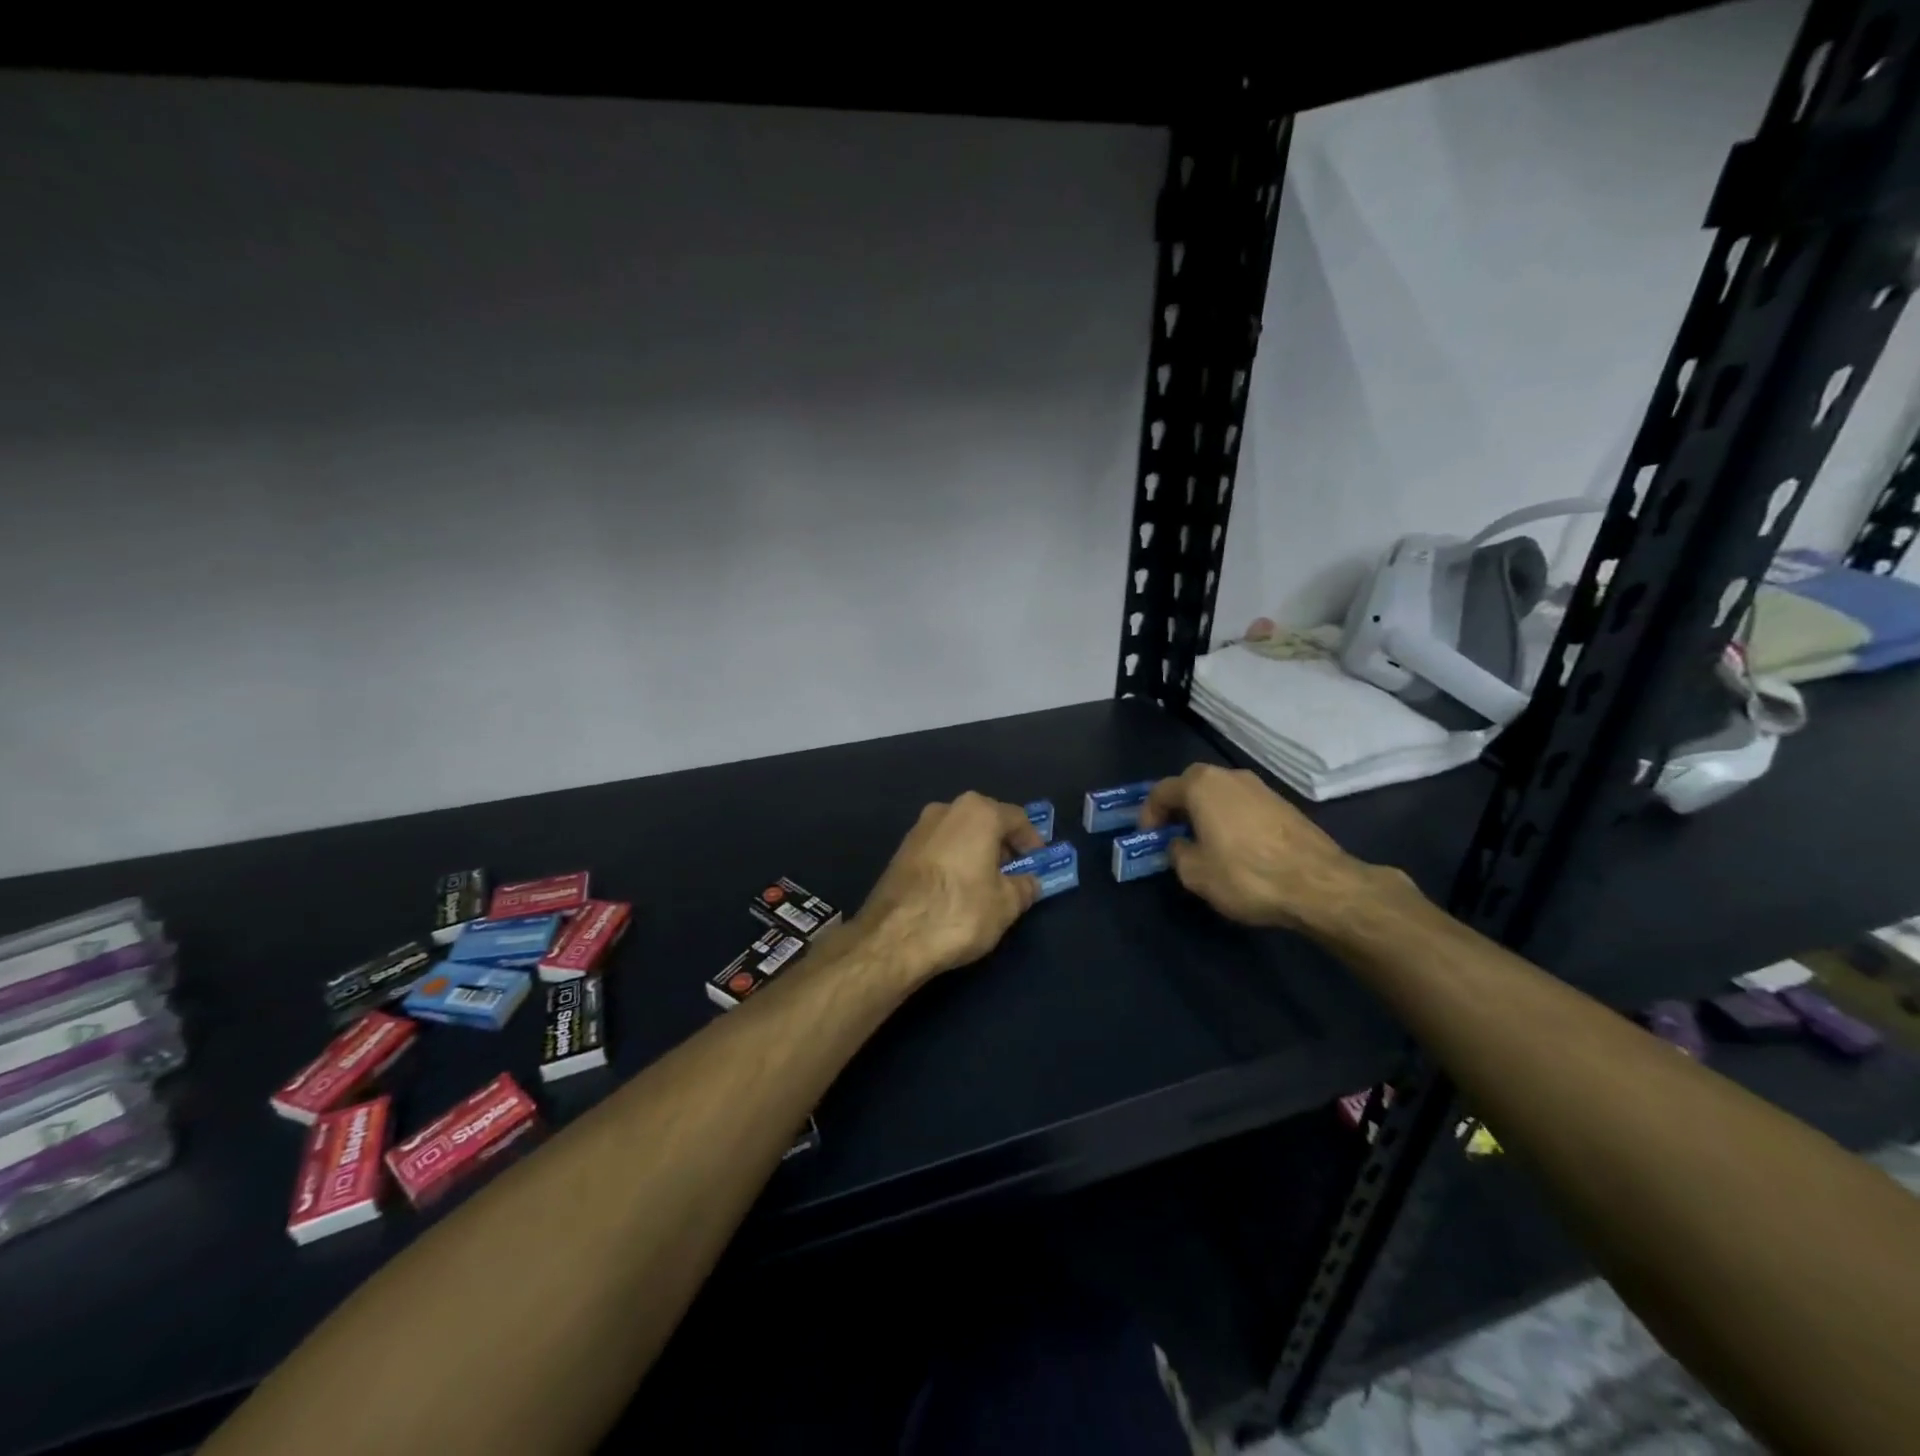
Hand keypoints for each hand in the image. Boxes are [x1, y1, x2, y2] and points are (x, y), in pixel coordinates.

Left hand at [854, 792, 1046, 985]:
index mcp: (978, 812)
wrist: (894, 936)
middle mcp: (946, 809)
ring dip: (976, 852)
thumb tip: (1030, 882)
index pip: (1017, 818)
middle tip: (1014, 873)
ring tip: (986, 884)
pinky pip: (939, 848)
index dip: (1032, 841)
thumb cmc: (960, 911)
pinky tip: (957, 889)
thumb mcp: (1006, 905)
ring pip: (960, 834)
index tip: (1038, 863)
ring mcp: (919, 828)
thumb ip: (1024, 887)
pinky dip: (954, 861)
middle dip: (1002, 845)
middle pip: (985, 821)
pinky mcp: (901, 850)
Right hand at [1138, 763, 1373, 931]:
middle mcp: (1229, 776)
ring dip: (1205, 811)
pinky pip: (1242, 804)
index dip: (1148, 814)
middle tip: (1172, 833)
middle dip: (1178, 807)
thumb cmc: (1246, 875)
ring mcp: (1260, 787)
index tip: (1148, 838)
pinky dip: (1230, 818)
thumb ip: (1177, 853)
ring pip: (1219, 793)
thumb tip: (1180, 844)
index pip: (1161, 790)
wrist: (1319, 885)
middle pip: (1192, 784)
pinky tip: (1234, 846)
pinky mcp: (1283, 803)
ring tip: (1203, 841)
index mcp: (1201, 785)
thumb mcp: (1195, 873)